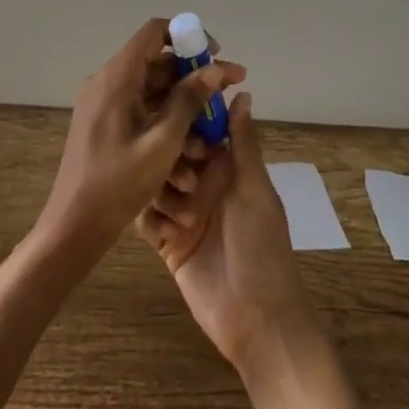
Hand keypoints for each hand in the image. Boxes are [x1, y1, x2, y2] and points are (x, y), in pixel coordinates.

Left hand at [34, 17, 244, 272]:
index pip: (154, 32)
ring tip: (215, 135)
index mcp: (116, 77)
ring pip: (153, 92)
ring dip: (185, 109)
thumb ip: (189, 101)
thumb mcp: (163, 141)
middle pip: (158, 64)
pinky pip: (141, 112)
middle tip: (231, 91)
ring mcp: (104, 104)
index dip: (188, 36)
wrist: (75, 224)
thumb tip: (214, 69)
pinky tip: (190, 155)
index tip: (216, 54)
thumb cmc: (119, 182)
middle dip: (196, 79)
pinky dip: (166, 125)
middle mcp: (107, 82)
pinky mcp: (105, 124)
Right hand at [139, 93, 315, 372]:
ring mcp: (184, 214)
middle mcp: (205, 186)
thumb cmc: (261, 245)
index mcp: (229, 169)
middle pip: (173, 156)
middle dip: (169, 159)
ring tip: (180, 213)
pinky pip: (147, 218)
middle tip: (178, 175)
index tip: (174, 116)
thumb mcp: (254, 188)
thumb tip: (241, 91)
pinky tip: (161, 229)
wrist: (255, 317)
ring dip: (162, 192)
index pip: (201, 133)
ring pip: (156, 184)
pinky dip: (151, 219)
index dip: (187, 123)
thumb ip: (242, 142)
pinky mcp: (168, 242)